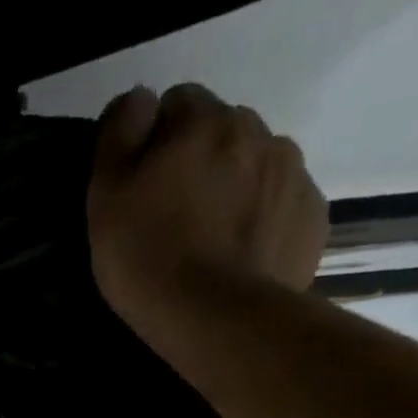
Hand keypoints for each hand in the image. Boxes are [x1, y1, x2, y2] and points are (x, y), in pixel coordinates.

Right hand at [87, 84, 327, 331]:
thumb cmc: (148, 257)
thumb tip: (140, 99)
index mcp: (204, 120)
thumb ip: (118, 133)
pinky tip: (241, 257)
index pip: (177, 103)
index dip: (156, 144)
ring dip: (235, 188)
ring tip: (212, 242)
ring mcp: (293, 173)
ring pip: (256, 166)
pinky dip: (263, 221)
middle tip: (176, 219)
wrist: (215, 318)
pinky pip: (282, 205)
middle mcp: (258, 130)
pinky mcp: (311, 217)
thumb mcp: (106, 195)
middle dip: (201, 162)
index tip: (144, 188)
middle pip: (222, 132)